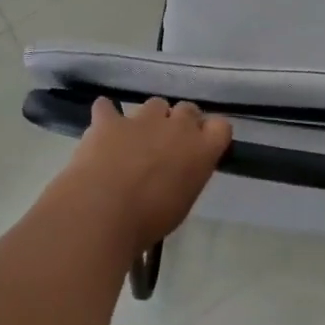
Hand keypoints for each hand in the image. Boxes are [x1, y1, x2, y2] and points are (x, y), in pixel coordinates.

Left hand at [59, 98, 231, 256]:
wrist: (102, 212)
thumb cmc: (148, 219)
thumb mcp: (182, 203)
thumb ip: (187, 176)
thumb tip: (179, 171)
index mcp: (201, 150)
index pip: (221, 127)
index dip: (210, 134)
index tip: (201, 147)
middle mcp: (177, 126)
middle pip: (188, 109)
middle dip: (180, 123)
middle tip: (168, 145)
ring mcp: (142, 119)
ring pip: (154, 104)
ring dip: (149, 119)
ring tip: (136, 140)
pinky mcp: (110, 121)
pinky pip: (107, 107)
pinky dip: (106, 115)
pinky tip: (102, 128)